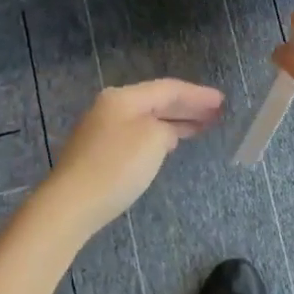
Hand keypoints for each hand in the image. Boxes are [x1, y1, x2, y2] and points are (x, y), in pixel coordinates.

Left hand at [35, 79, 225, 240]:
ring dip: (175, 120)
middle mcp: (112, 106)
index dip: (197, 94)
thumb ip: (166, 128)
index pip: (168, 88)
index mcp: (124, 97)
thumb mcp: (153, 140)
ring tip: (202, 125)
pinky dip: (160, 134)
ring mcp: (103, 129)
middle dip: (188, 106)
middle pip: (157, 100)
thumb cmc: (116, 167)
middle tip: (217, 112)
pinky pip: (139, 133)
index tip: (222, 101)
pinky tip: (172, 141)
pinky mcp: (100, 151)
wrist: (71, 204)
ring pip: (148, 118)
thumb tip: (164, 132)